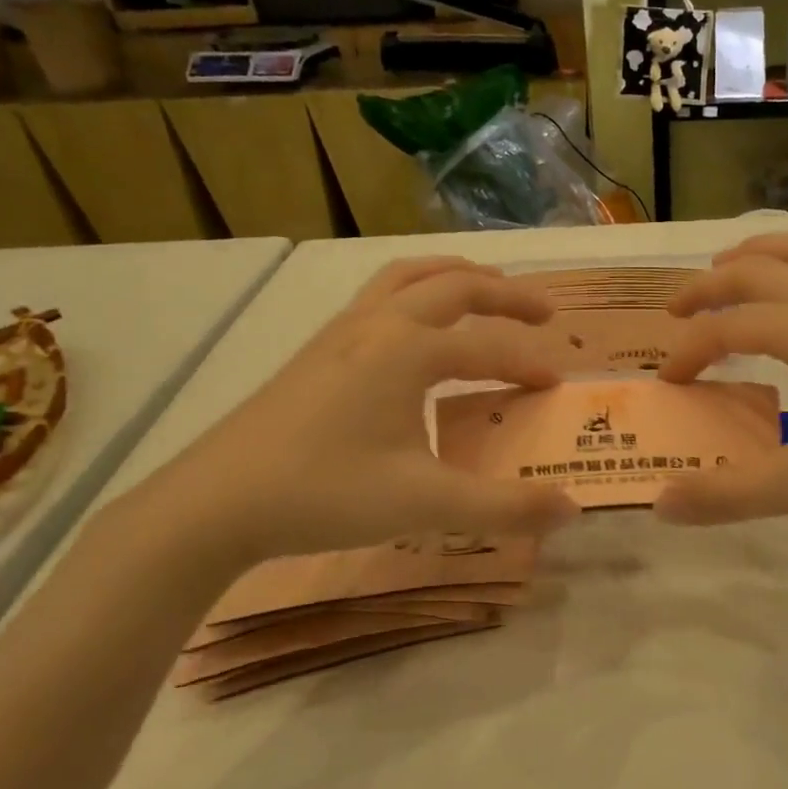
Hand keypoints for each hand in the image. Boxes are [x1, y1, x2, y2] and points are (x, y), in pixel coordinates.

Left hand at [132, 258, 578, 563]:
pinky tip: (415, 330)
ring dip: (455, 278)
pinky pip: (378, 297)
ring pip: (407, 278)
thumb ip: (504, 507)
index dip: (529, 363)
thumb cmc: (325, 493)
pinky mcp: (316, 351)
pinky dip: (416, 293)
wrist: (215, 503)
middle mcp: (377, 325)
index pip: (488, 347)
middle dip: (504, 294)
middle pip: (453, 286)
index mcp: (408, 350)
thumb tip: (572, 511)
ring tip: (485, 291)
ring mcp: (340, 332)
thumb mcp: (426, 504)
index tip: (559, 384)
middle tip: (544, 311)